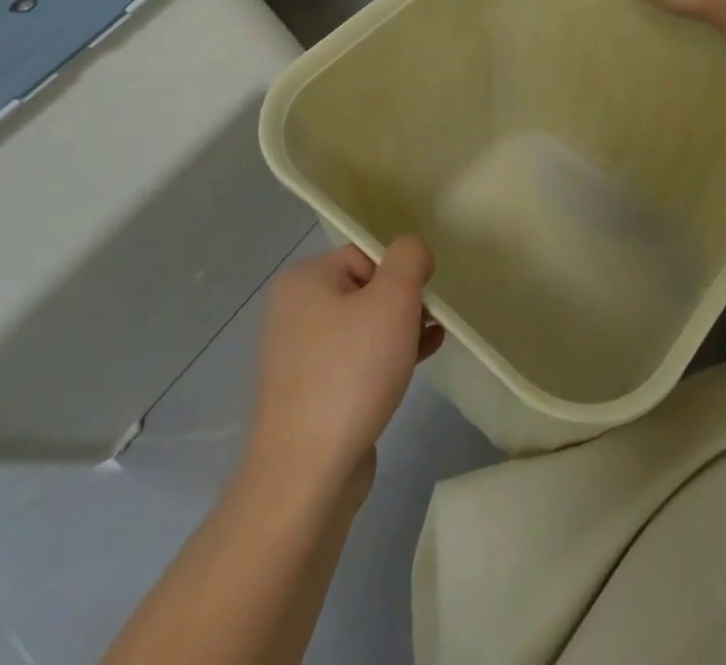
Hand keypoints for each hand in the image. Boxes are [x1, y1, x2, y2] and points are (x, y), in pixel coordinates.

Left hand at [244, 239, 444, 502]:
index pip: (367, 255)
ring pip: (364, 326)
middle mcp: (294, 312)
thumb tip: (413, 251)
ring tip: (431, 342)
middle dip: (403, 304)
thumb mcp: (393, 298)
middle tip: (428, 324)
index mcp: (304, 280)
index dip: (400, 274)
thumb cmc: (351, 371)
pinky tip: (416, 365)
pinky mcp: (310, 394)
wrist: (308, 474)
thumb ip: (409, 258)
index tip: (421, 300)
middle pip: (366, 289)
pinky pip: (356, 360)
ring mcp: (299, 356)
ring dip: (400, 330)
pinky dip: (385, 358)